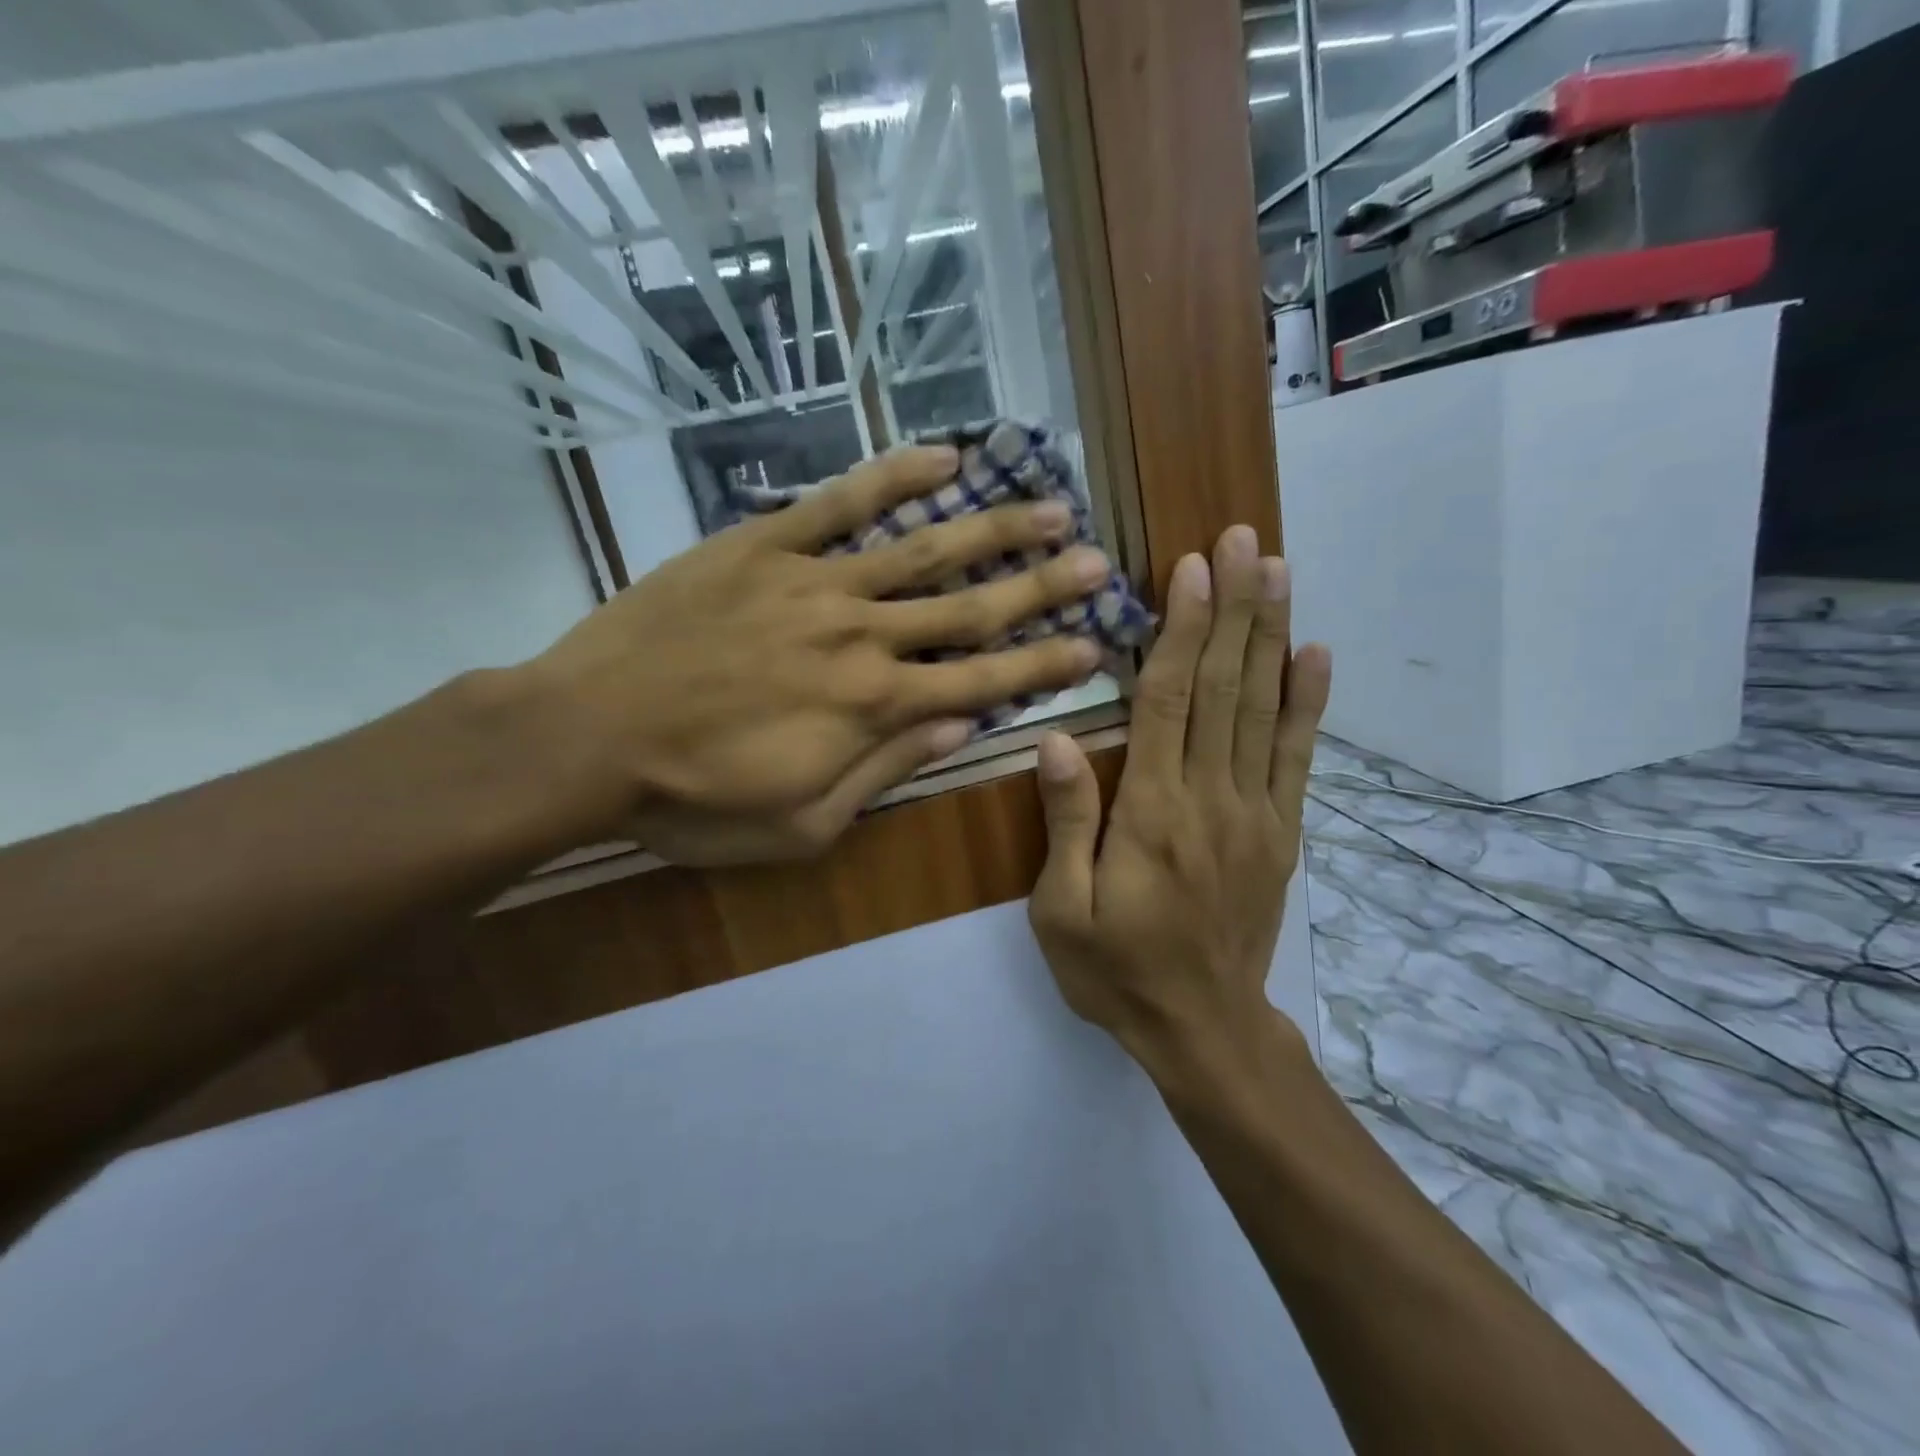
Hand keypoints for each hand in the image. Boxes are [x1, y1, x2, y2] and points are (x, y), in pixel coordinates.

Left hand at [519, 445, 1111, 861]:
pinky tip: (942, 455)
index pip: (982, 680)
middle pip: (970, 607)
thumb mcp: (803, 824)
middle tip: (1099, 562)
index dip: (1042, 664)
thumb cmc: (695, 800)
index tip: (1093, 644)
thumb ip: (886, 770)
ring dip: (993, 528)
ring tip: (1052, 504)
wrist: (587, 737)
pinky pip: (840, 503)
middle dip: (1041, 587)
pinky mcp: (763, 546)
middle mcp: (862, 636)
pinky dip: (893, 477)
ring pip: (922, 549)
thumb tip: (960, 727)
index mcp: (874, 708)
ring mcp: (815, 583)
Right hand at [1027, 525, 1331, 1079]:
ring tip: (1279, 573)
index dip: (1179, 630)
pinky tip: (1316, 655)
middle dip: (1233, 609)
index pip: (1168, 702)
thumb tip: (1056, 739)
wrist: (1203, 1030)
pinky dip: (1308, 703)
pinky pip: (1297, 758)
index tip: (1189, 569)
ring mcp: (1255, 813)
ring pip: (1264, 710)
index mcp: (1152, 813)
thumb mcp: (1061, 911)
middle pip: (1224, 688)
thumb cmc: (1117, 971)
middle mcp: (1210, 799)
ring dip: (1271, 637)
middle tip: (1244, 542)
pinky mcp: (1280, 833)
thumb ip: (1066, 823)